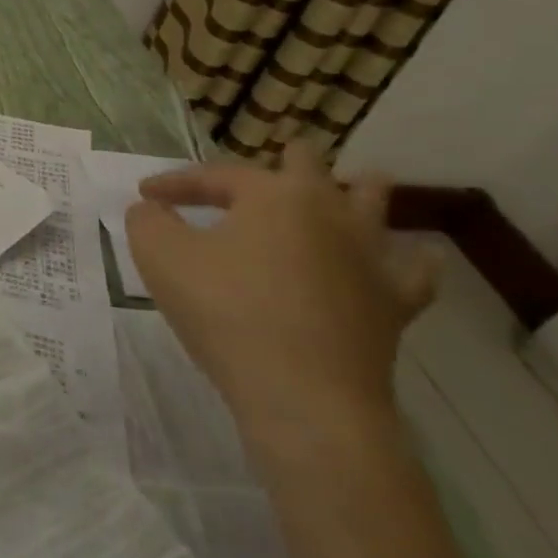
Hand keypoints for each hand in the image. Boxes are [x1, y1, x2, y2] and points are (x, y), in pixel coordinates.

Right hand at [125, 141, 436, 444]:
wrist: (304, 397)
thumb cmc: (226, 312)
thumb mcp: (160, 256)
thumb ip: (148, 220)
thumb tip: (152, 210)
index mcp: (273, 195)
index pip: (215, 176)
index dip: (176, 182)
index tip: (145, 195)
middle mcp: (329, 212)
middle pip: (309, 169)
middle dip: (285, 161)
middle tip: (267, 160)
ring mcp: (369, 258)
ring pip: (370, 206)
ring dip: (355, 192)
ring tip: (353, 183)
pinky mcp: (393, 305)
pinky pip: (412, 272)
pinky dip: (409, 259)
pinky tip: (413, 255)